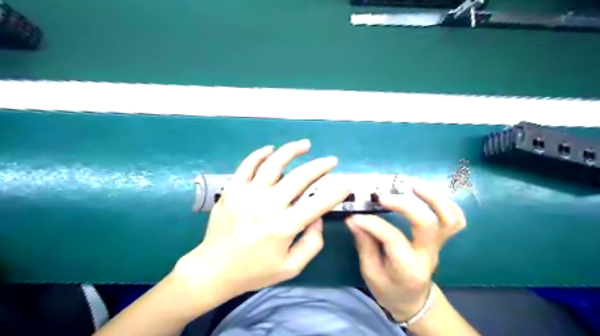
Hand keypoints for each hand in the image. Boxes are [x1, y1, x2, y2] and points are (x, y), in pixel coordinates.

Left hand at [173, 140, 350, 303]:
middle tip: (331, 160)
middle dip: (320, 166)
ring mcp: (248, 194)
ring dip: (292, 151)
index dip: (335, 193)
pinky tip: (271, 149)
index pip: (318, 204)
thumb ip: (311, 243)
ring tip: (305, 144)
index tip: (346, 184)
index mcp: (284, 226)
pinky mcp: (233, 189)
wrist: (214, 269)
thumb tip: (318, 217)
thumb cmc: (255, 271)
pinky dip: (260, 154)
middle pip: (300, 178)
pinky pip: (247, 165)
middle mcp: (268, 205)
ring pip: (274, 164)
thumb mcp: (290, 267)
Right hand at [344, 182, 465, 321]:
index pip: (392, 238)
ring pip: (448, 218)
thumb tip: (354, 219)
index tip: (354, 216)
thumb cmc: (389, 289)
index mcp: (408, 268)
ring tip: (411, 184)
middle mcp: (428, 254)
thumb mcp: (370, 272)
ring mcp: (438, 246)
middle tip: (383, 196)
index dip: (372, 223)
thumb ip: (364, 244)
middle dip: (404, 205)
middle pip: (427, 224)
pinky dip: (445, 203)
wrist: (414, 301)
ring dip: (432, 197)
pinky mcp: (441, 239)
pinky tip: (426, 193)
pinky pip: (455, 219)